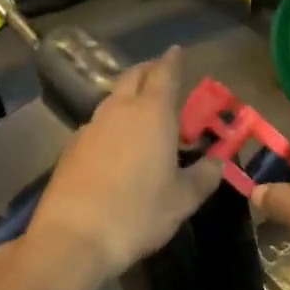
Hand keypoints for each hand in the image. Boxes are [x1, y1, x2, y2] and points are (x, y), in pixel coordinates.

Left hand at [26, 46, 222, 281]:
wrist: (74, 238)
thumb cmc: (139, 214)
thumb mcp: (183, 200)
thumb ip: (204, 176)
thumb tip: (218, 162)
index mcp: (152, 115)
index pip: (165, 74)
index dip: (174, 61)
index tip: (178, 51)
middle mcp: (119, 111)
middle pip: (133, 77)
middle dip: (150, 72)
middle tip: (163, 77)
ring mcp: (91, 128)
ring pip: (113, 99)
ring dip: (130, 98)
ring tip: (145, 114)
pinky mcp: (72, 148)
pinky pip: (99, 124)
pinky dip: (114, 123)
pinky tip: (119, 145)